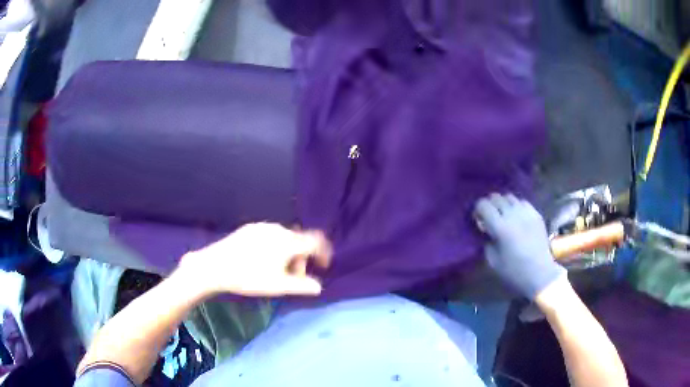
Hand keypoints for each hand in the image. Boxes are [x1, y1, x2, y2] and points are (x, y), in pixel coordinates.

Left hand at [178, 223, 331, 296]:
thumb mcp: (279, 286)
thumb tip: (319, 287)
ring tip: (275, 270)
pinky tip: (261, 260)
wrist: (215, 266)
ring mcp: (262, 226)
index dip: (324, 252)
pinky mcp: (249, 228)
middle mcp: (278, 229)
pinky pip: (270, 235)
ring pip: (284, 238)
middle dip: (301, 259)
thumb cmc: (250, 277)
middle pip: (299, 241)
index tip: (323, 266)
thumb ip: (302, 285)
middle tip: (292, 277)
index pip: (316, 241)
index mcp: (288, 242)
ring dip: (287, 253)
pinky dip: (274, 247)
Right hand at [475, 193, 565, 298]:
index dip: (477, 209)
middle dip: (489, 204)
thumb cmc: (514, 271)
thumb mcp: (493, 261)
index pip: (483, 205)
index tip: (477, 218)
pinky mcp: (536, 214)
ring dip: (503, 204)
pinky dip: (516, 206)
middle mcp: (513, 215)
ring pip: (510, 197)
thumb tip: (485, 231)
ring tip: (503, 214)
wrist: (540, 273)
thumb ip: (486, 242)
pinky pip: (523, 202)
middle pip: (496, 197)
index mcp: (500, 227)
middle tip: (488, 216)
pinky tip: (517, 216)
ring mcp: (526, 213)